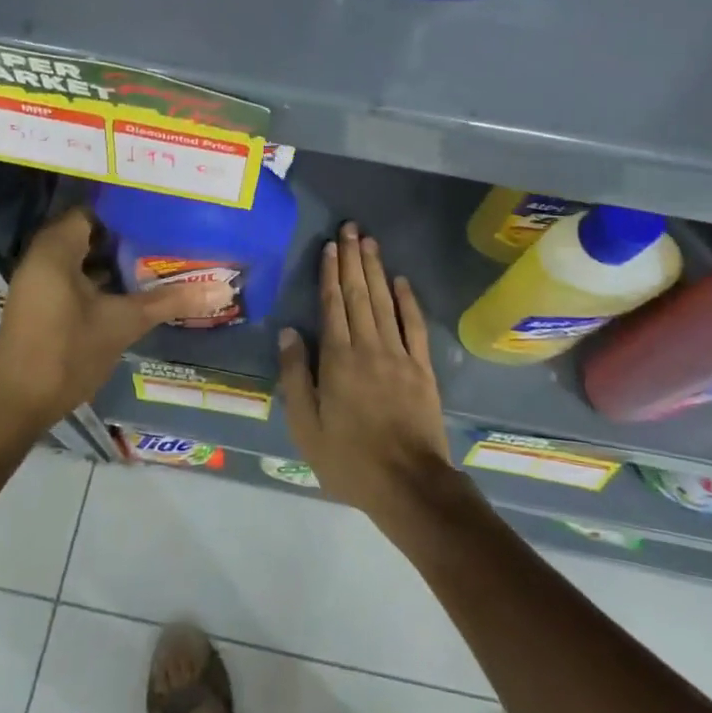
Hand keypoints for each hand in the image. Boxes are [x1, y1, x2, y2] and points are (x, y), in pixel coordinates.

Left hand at [0, 207, 222, 435]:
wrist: (14, 404)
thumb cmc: (66, 352)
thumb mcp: (123, 323)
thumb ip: (169, 301)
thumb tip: (221, 289)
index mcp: (56, 249)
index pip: (94, 211)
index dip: (128, 212)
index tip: (162, 213)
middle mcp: (43, 258)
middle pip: (91, 234)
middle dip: (128, 237)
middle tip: (169, 236)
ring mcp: (40, 283)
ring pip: (84, 259)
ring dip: (116, 261)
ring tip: (160, 259)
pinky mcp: (43, 305)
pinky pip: (76, 279)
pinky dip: (102, 281)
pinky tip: (134, 291)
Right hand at [276, 222, 454, 520]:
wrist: (409, 484)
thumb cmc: (349, 459)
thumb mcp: (306, 426)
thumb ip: (296, 376)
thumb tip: (289, 332)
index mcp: (338, 359)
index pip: (332, 305)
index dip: (330, 273)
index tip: (329, 246)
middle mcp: (368, 347)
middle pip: (359, 294)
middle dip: (352, 259)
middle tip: (350, 228)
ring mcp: (399, 355)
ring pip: (385, 302)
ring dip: (376, 270)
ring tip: (369, 242)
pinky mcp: (422, 368)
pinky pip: (414, 326)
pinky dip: (408, 301)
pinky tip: (401, 281)